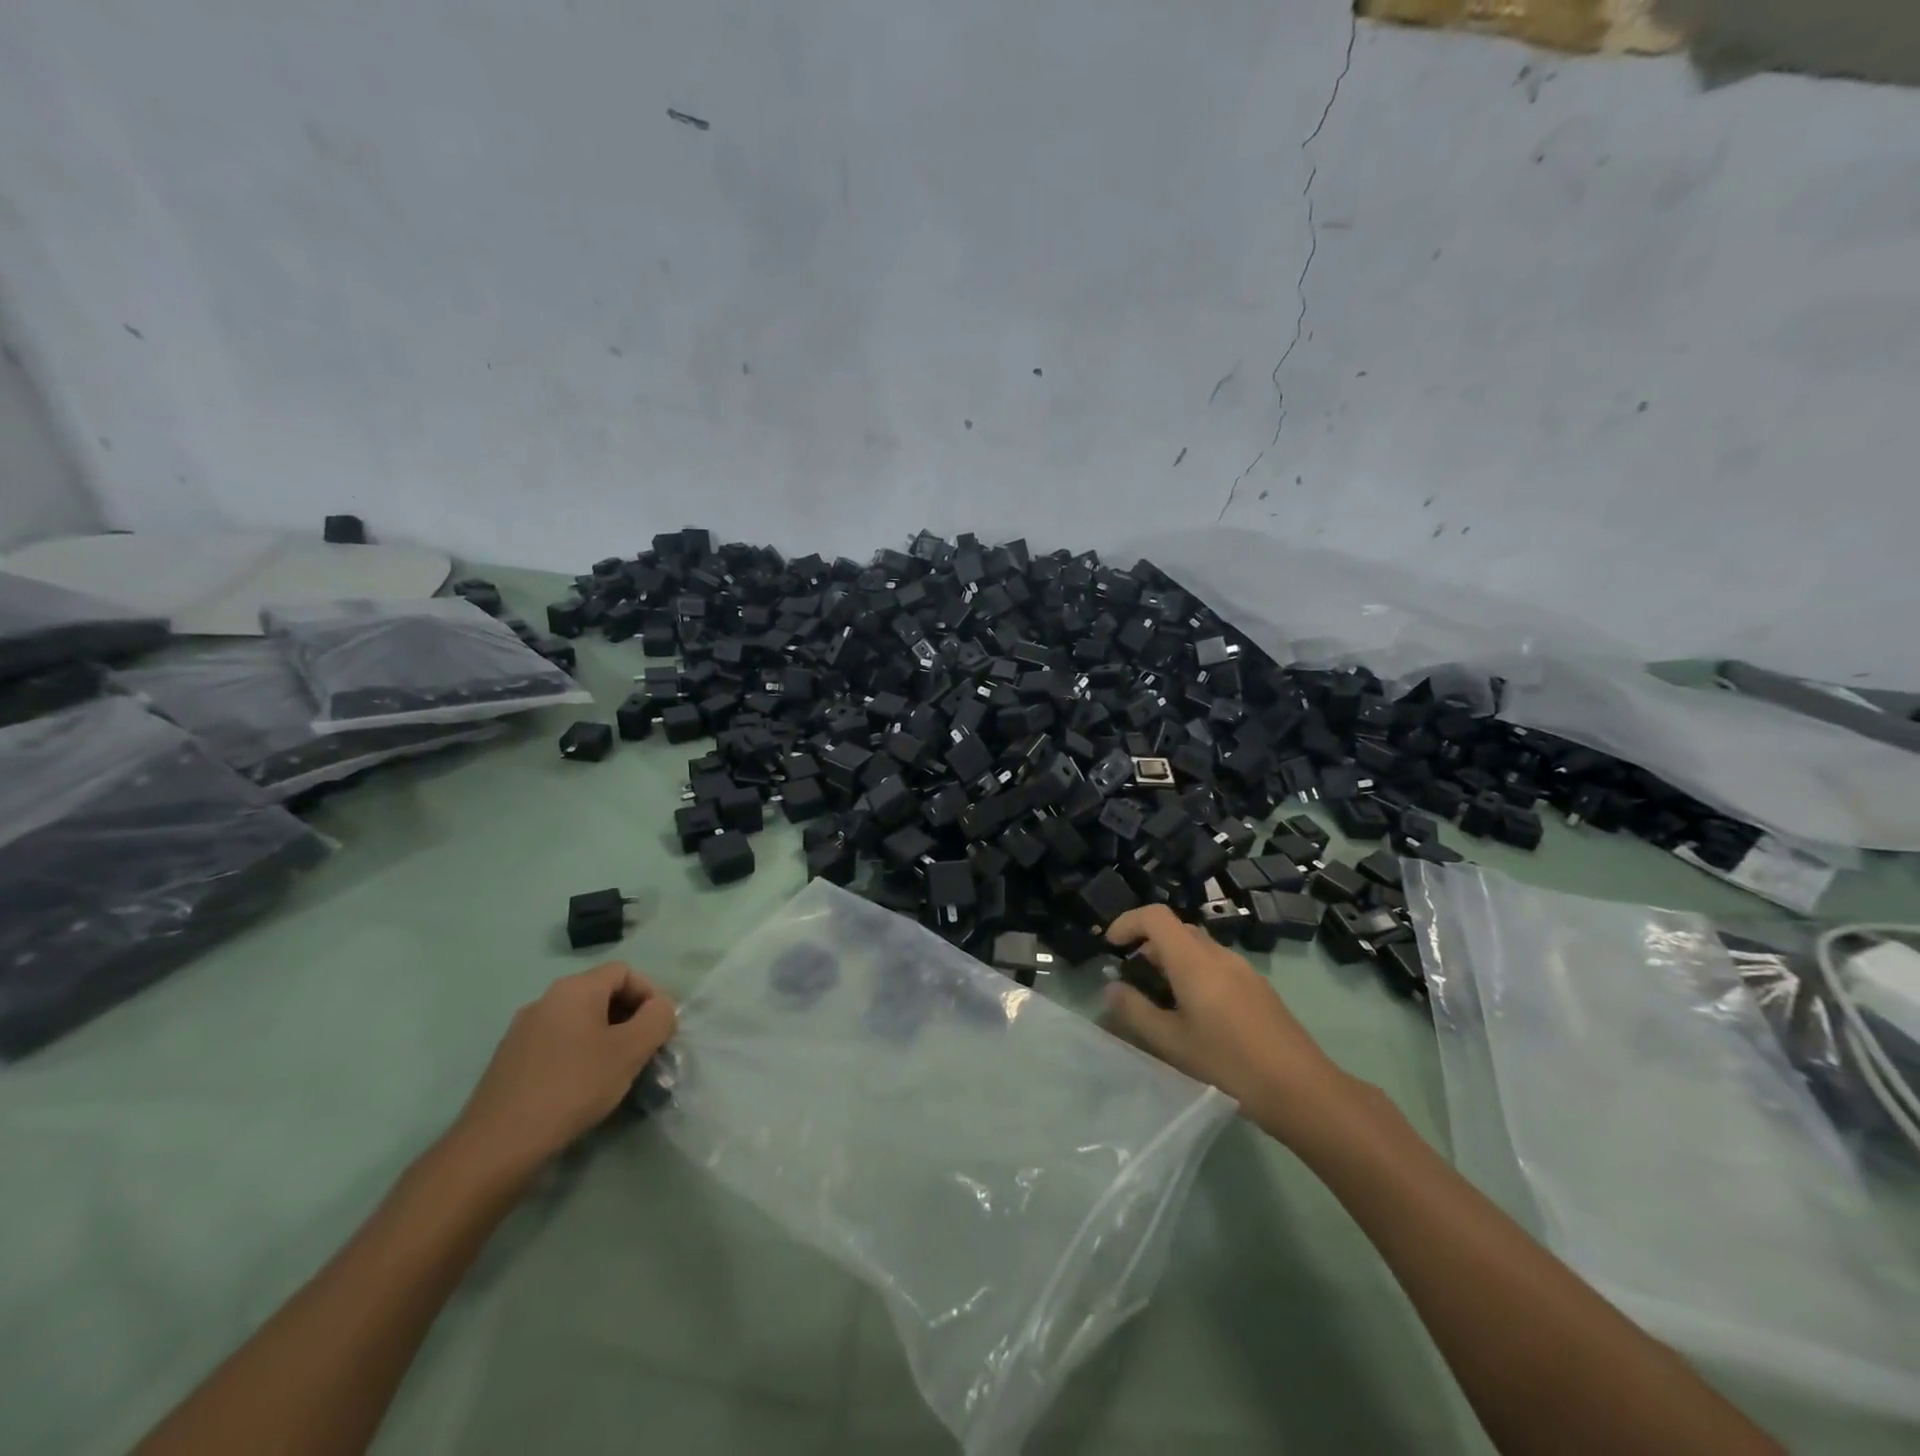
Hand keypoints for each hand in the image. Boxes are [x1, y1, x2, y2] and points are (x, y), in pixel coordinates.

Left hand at [448, 963, 676, 1183]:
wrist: (498, 1145)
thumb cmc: (573, 1086)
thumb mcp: (631, 1050)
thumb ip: (658, 1019)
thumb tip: (660, 1008)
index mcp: (575, 989)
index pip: (625, 972)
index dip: (650, 994)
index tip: (660, 1029)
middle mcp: (546, 999)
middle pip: (602, 994)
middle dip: (630, 1018)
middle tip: (643, 1051)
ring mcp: (523, 1030)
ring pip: (580, 1021)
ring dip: (606, 1038)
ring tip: (616, 1072)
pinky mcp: (510, 1060)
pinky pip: (558, 1043)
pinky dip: (579, 1054)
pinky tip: (582, 1088)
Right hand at [1103, 905, 1356, 1147]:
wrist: (1303, 1092)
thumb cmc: (1229, 1065)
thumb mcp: (1172, 1043)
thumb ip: (1135, 1011)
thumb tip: (1110, 988)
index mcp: (1194, 961)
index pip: (1155, 916)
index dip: (1128, 922)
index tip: (1110, 947)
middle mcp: (1219, 955)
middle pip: (1177, 929)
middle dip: (1148, 945)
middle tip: (1132, 979)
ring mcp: (1244, 970)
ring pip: (1198, 948)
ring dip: (1172, 961)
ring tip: (1161, 1001)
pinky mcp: (1259, 988)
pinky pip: (1217, 966)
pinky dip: (1194, 974)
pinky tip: (1196, 1015)